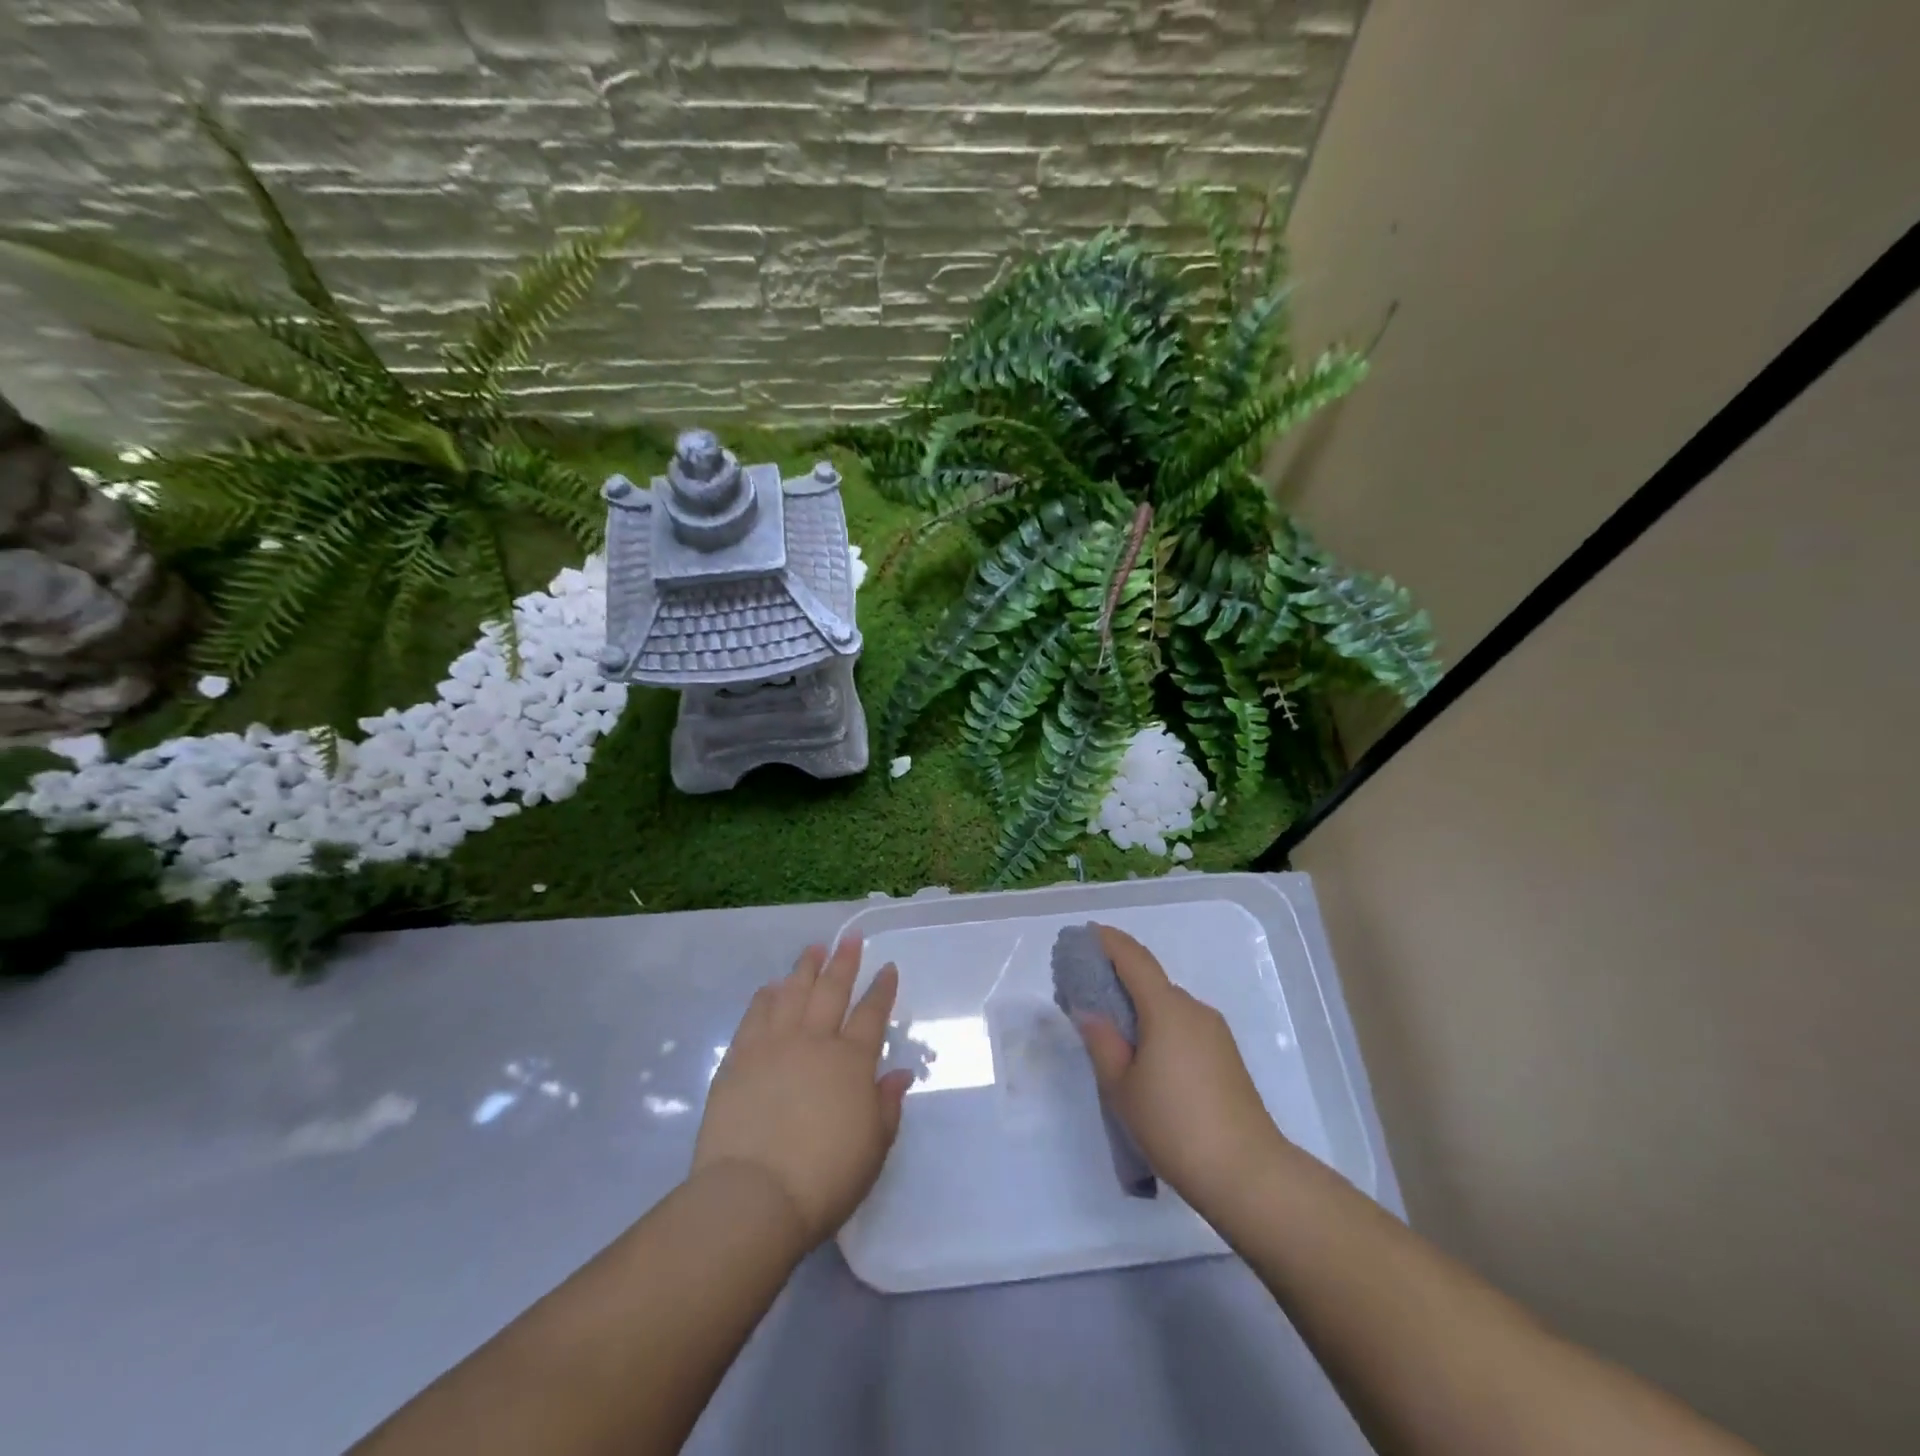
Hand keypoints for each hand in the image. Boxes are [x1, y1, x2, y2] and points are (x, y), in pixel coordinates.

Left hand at [692, 939, 913, 1251]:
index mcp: (851, 1062)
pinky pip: (755, 1016)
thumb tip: (899, 1073)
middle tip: (850, 937)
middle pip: (832, 991)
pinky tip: (770, 986)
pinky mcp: (738, 1059)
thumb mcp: (872, 1149)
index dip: (882, 989)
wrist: (753, 1196)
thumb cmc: (824, 1179)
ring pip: (792, 993)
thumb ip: (886, 1106)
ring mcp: (773, 1046)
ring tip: (813, 949)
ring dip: (805, 969)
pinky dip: (765, 997)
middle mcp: (814, 1042)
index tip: (887, 966)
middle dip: (844, 962)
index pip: (871, 1014)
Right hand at [1072, 924, 1287, 1220]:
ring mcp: (1215, 1033)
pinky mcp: (1226, 1057)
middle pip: (1151, 981)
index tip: (1085, 935)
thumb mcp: (1122, 1087)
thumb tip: (1089, 1010)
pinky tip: (1147, 1060)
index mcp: (1166, 1008)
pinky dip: (1159, 1027)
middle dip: (1119, 980)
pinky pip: (1184, 1026)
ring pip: (1168, 1006)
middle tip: (1087, 997)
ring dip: (1140, 1008)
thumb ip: (1102, 1041)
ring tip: (1113, 1035)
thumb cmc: (1175, 1125)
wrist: (1249, 1174)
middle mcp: (1194, 1009)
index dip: (1108, 941)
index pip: (1134, 958)